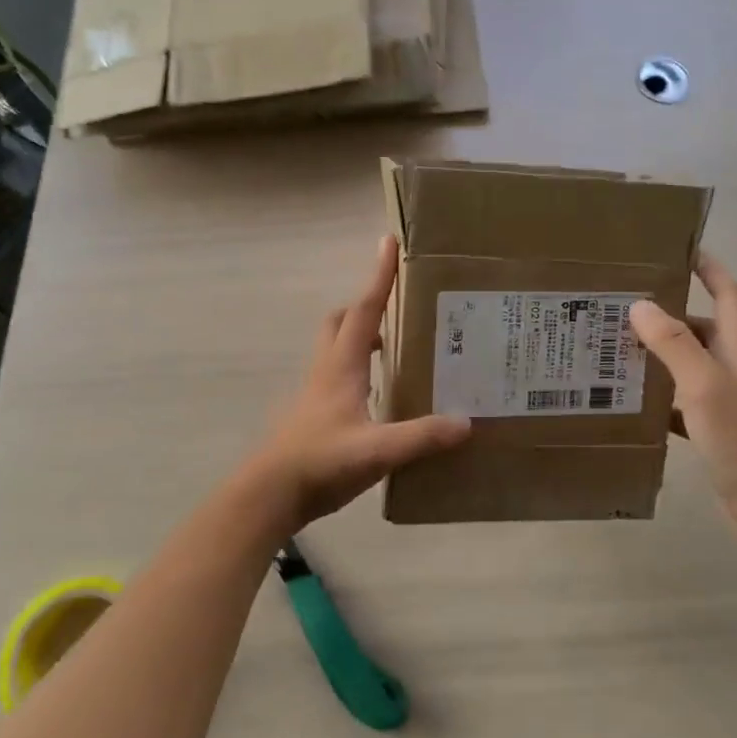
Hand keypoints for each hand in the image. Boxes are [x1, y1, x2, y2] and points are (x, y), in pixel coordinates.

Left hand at [240, 237, 470, 532]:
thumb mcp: (377, 450)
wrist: (270, 494)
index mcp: (341, 365)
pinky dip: (359, 371)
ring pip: (337, 349)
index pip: (364, 309)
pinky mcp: (314, 415)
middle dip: (366, 305)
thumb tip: (466, 422)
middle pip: (341, 321)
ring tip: (397, 348)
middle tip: (397, 307)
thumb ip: (421, 437)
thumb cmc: (320, 462)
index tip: (389, 242)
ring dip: (361, 338)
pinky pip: (338, 377)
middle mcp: (327, 370)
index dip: (379, 275)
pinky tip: (380, 396)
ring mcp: (316, 393)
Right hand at [629, 254, 736, 547]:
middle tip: (620, 306)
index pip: (728, 293)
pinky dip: (656, 398)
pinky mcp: (714, 431)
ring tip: (612, 349)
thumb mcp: (706, 386)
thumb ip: (674, 345)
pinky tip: (628, 403)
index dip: (709, 268)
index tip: (678, 249)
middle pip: (700, 328)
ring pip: (686, 366)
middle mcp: (733, 368)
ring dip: (656, 356)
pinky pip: (678, 403)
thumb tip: (640, 304)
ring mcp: (724, 401)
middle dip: (666, 314)